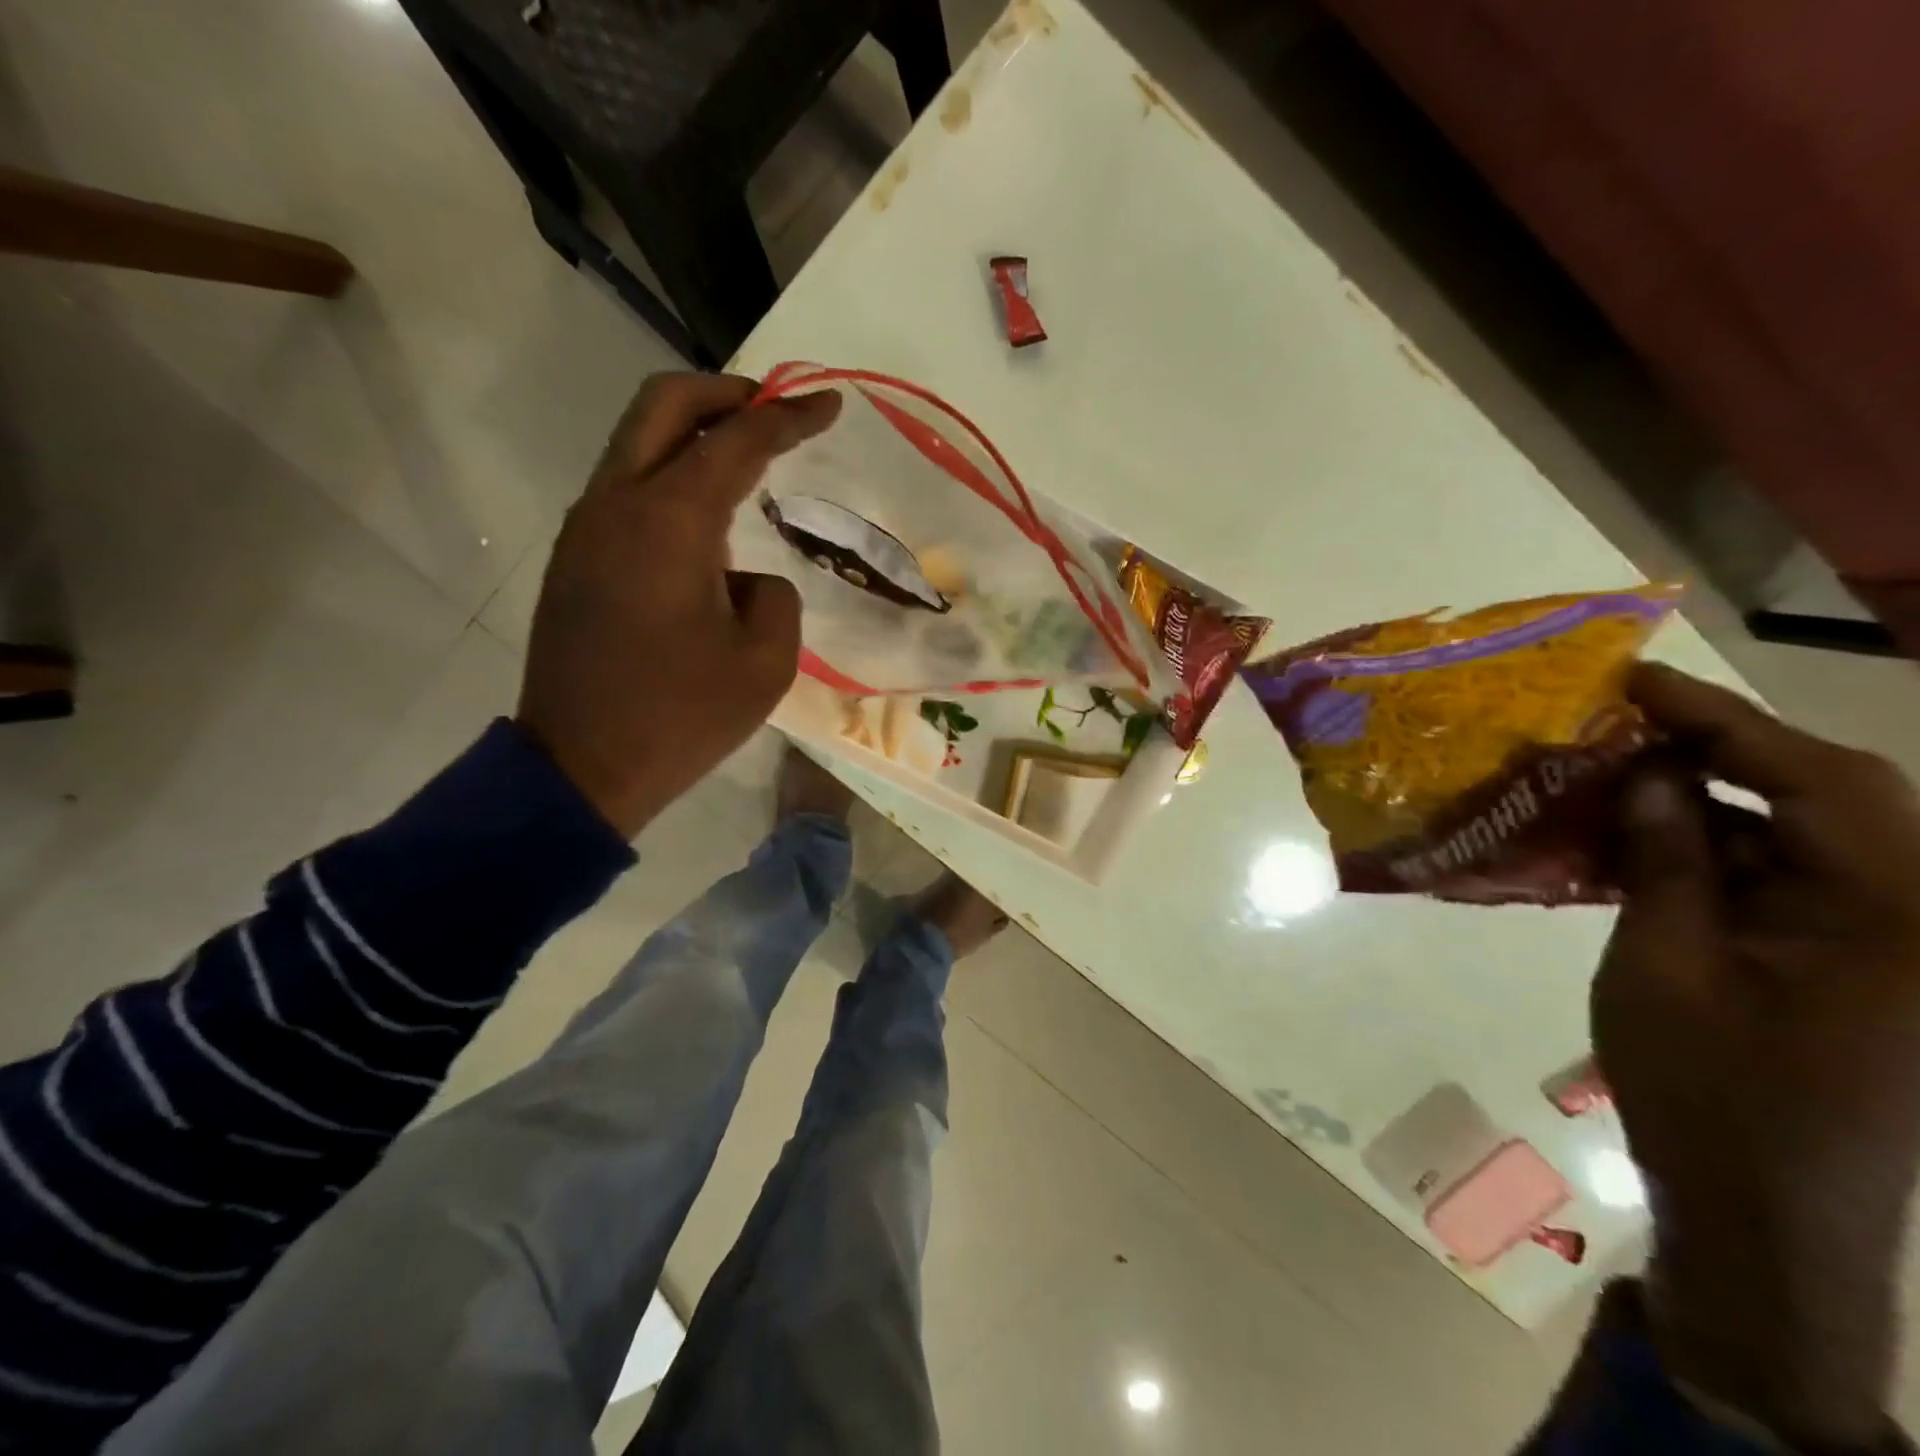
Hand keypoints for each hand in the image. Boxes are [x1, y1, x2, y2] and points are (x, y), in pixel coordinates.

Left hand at [516, 372, 839, 837]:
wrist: (582, 767)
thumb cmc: (682, 717)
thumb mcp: (766, 662)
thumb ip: (774, 595)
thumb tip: (744, 578)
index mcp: (669, 522)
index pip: (737, 441)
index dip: (789, 417)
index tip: (830, 402)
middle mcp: (617, 505)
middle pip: (663, 405)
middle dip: (725, 392)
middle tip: (774, 409)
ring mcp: (586, 529)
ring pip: (636, 443)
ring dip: (693, 433)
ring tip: (746, 458)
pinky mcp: (575, 559)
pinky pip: (626, 489)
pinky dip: (669, 475)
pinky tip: (705, 518)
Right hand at [1594, 663, 1919, 1446]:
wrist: (1769, 1214)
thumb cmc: (1708, 1091)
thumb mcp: (1661, 968)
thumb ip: (1664, 864)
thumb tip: (1645, 775)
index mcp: (1895, 919)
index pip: (1822, 781)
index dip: (1726, 720)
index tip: (1634, 682)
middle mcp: (1918, 919)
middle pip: (1828, 798)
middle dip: (1721, 749)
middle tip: (1619, 720)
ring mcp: (1890, 944)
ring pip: (1804, 834)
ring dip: (1710, 800)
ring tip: (1616, 771)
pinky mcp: (1853, 963)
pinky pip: (1786, 878)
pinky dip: (1716, 849)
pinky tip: (1643, 840)